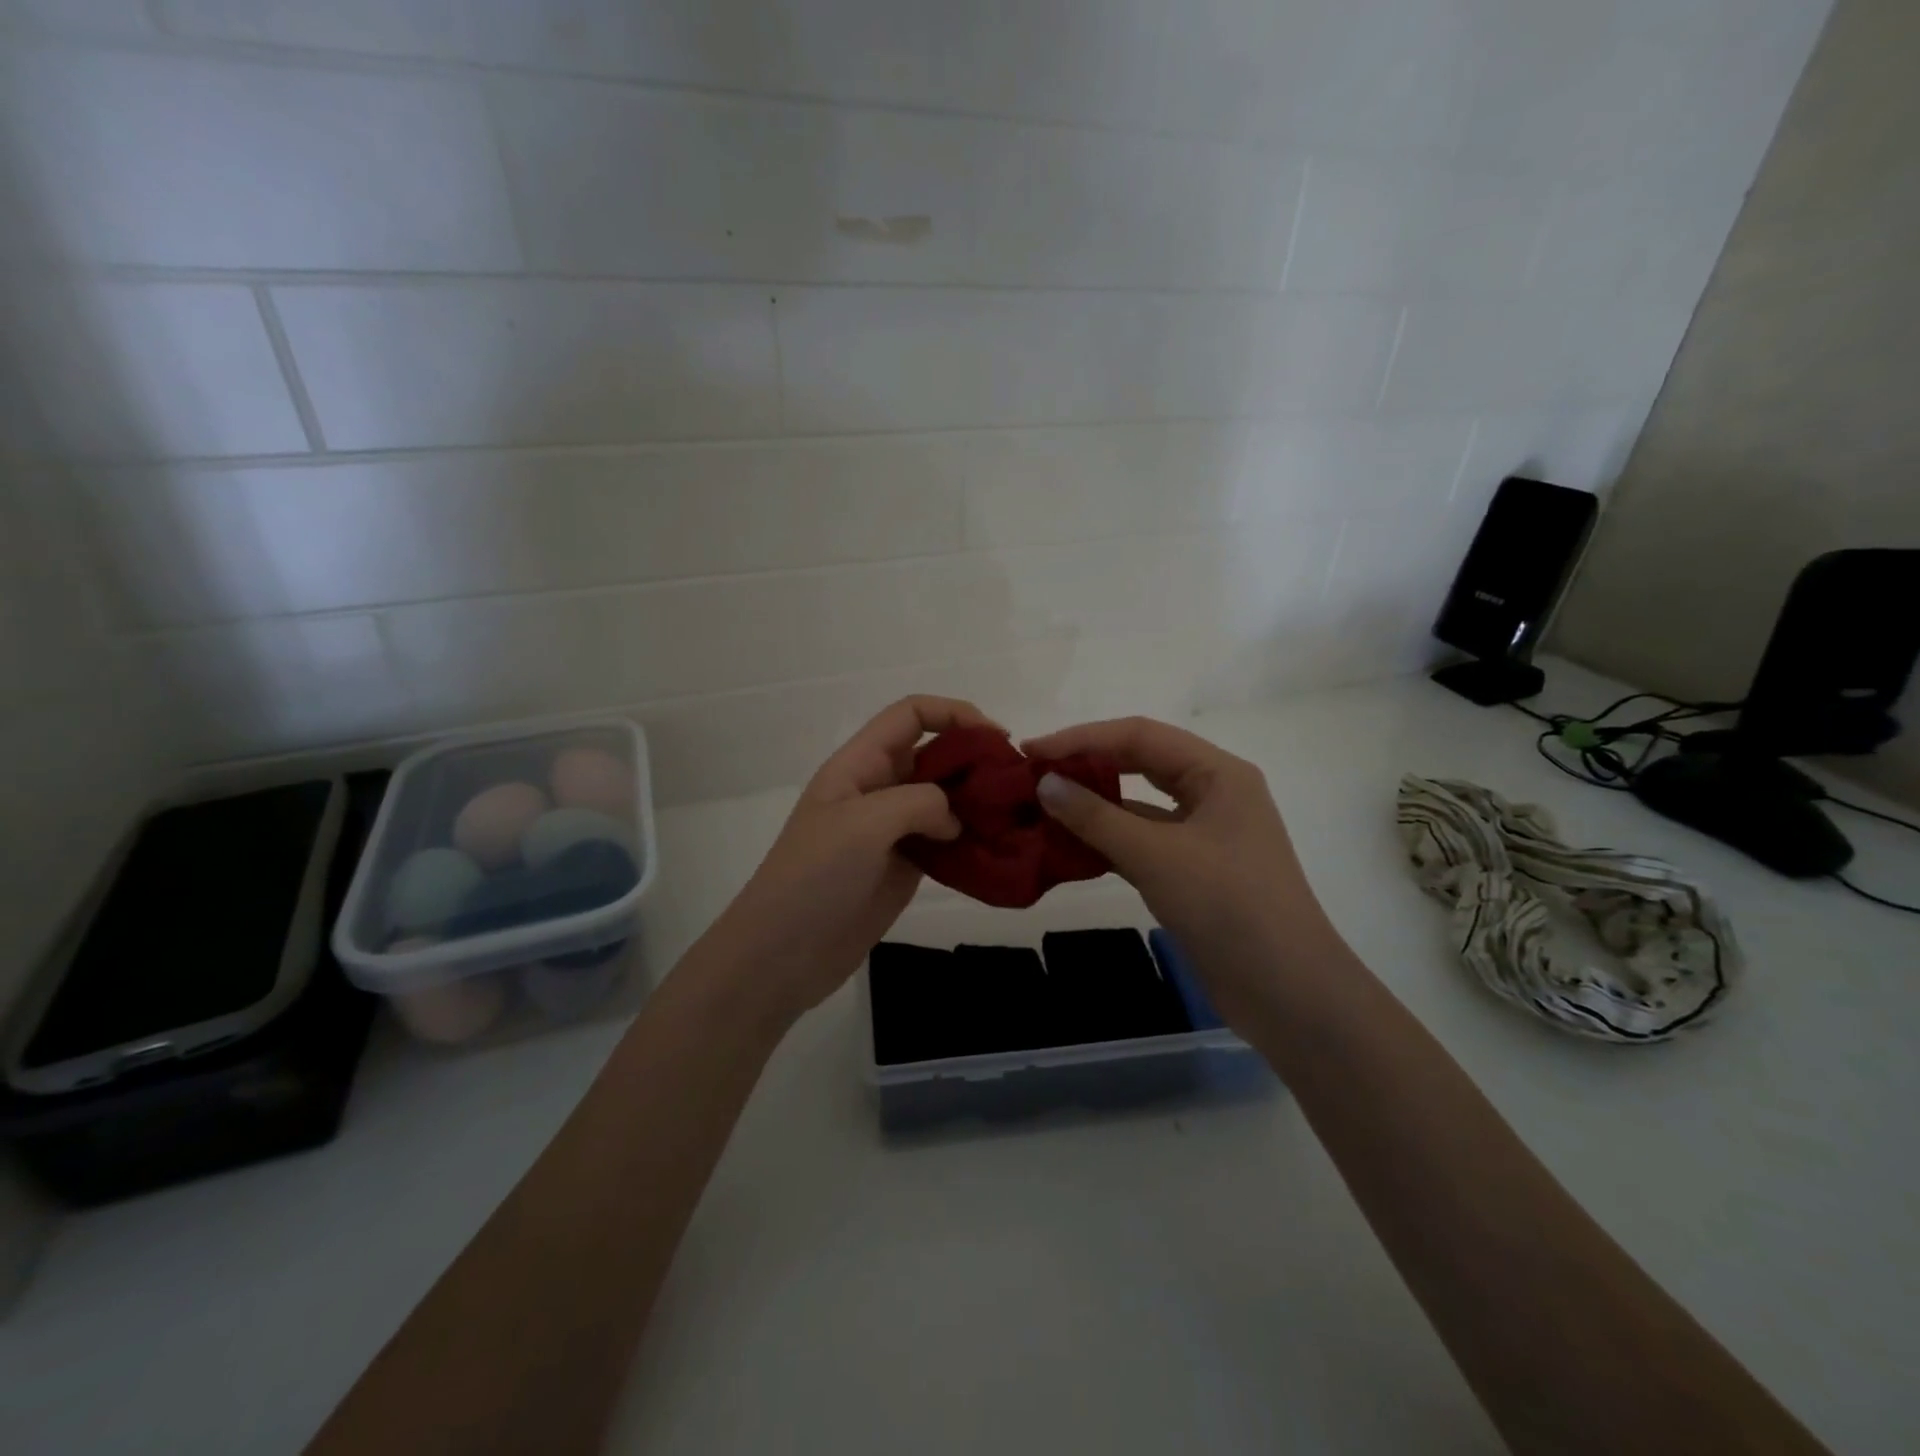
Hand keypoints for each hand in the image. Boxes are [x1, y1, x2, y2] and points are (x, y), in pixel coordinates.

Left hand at [700, 696, 998, 1020]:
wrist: (783, 954)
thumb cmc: (814, 877)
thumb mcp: (864, 824)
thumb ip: (919, 802)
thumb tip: (954, 819)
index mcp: (860, 764)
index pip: (910, 715)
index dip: (954, 713)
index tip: (996, 738)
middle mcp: (878, 789)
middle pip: (934, 754)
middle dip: (974, 759)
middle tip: (1015, 783)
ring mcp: (891, 830)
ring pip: (943, 799)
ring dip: (977, 802)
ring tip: (1014, 816)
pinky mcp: (904, 866)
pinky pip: (944, 841)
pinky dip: (971, 840)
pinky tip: (997, 850)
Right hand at [1022, 717, 1335, 1029]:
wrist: (1287, 993)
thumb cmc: (1228, 907)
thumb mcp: (1156, 856)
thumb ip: (1096, 817)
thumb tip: (1044, 783)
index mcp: (1218, 774)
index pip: (1140, 736)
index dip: (1082, 739)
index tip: (1032, 752)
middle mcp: (1213, 794)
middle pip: (1141, 763)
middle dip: (1087, 766)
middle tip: (1032, 774)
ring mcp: (1204, 835)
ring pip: (1139, 806)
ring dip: (1093, 806)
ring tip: (1041, 808)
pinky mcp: (1194, 872)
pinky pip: (1142, 842)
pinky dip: (1107, 841)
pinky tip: (1068, 847)